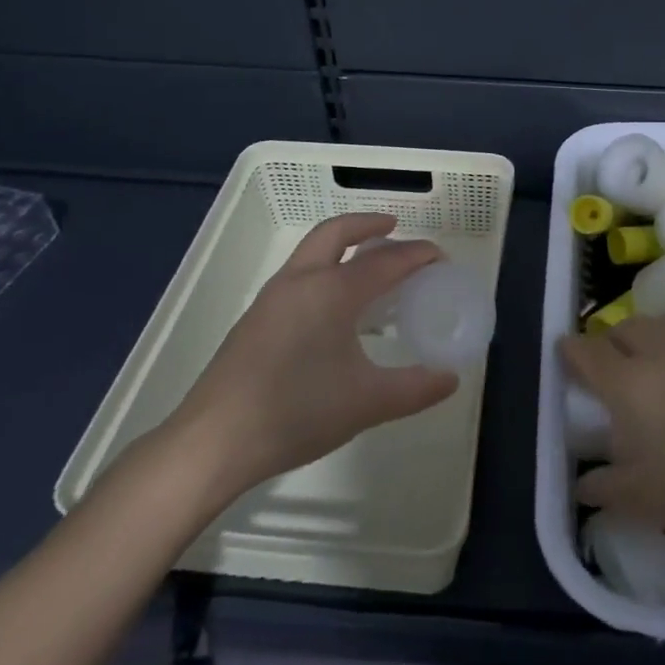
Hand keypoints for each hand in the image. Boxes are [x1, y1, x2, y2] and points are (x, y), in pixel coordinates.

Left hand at [157, 213, 459, 513]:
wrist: (214, 440)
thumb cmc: (297, 412)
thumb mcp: (367, 403)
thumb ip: (415, 389)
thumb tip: (451, 379)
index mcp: (332, 291)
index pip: (385, 261)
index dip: (417, 255)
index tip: (440, 258)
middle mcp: (300, 281)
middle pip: (336, 233)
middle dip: (367, 225)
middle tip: (394, 230)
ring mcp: (272, 298)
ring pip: (312, 252)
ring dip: (343, 246)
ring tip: (369, 268)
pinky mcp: (255, 319)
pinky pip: (299, 275)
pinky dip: (325, 269)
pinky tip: (335, 309)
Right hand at [563, 318, 664, 552]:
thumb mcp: (638, 500)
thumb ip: (601, 488)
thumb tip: (583, 484)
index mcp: (628, 382)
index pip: (588, 351)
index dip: (569, 352)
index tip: (561, 359)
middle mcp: (658, 358)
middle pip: (624, 328)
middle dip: (606, 341)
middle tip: (600, 372)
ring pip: (656, 332)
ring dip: (639, 344)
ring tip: (638, 382)